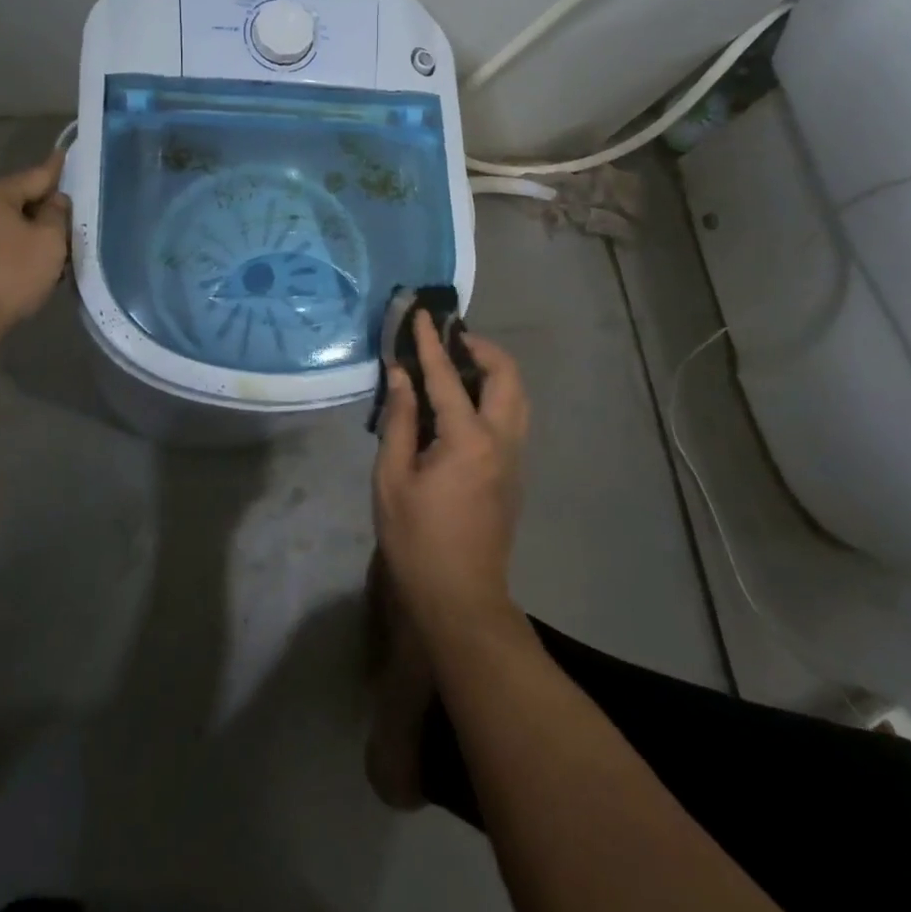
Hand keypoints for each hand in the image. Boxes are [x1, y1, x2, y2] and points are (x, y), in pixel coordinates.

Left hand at [0, 152, 70, 335]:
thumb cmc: (10, 273)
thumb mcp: (48, 242)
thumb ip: (57, 215)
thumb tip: (55, 200)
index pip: (35, 175)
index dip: (57, 169)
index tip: (67, 153)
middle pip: (21, 199)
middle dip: (47, 207)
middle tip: (76, 213)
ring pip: (12, 223)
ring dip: (35, 231)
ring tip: (63, 242)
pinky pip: (1, 242)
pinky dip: (21, 247)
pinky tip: (39, 262)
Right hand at [373, 315, 529, 630]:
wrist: (460, 598)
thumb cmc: (417, 540)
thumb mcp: (392, 479)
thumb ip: (399, 421)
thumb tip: (400, 375)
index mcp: (469, 440)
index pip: (448, 376)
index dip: (431, 342)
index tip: (422, 313)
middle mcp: (502, 440)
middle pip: (507, 375)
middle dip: (481, 346)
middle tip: (449, 337)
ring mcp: (515, 457)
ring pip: (518, 395)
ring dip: (493, 369)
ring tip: (458, 362)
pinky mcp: (515, 472)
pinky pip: (513, 415)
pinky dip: (495, 392)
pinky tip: (465, 400)